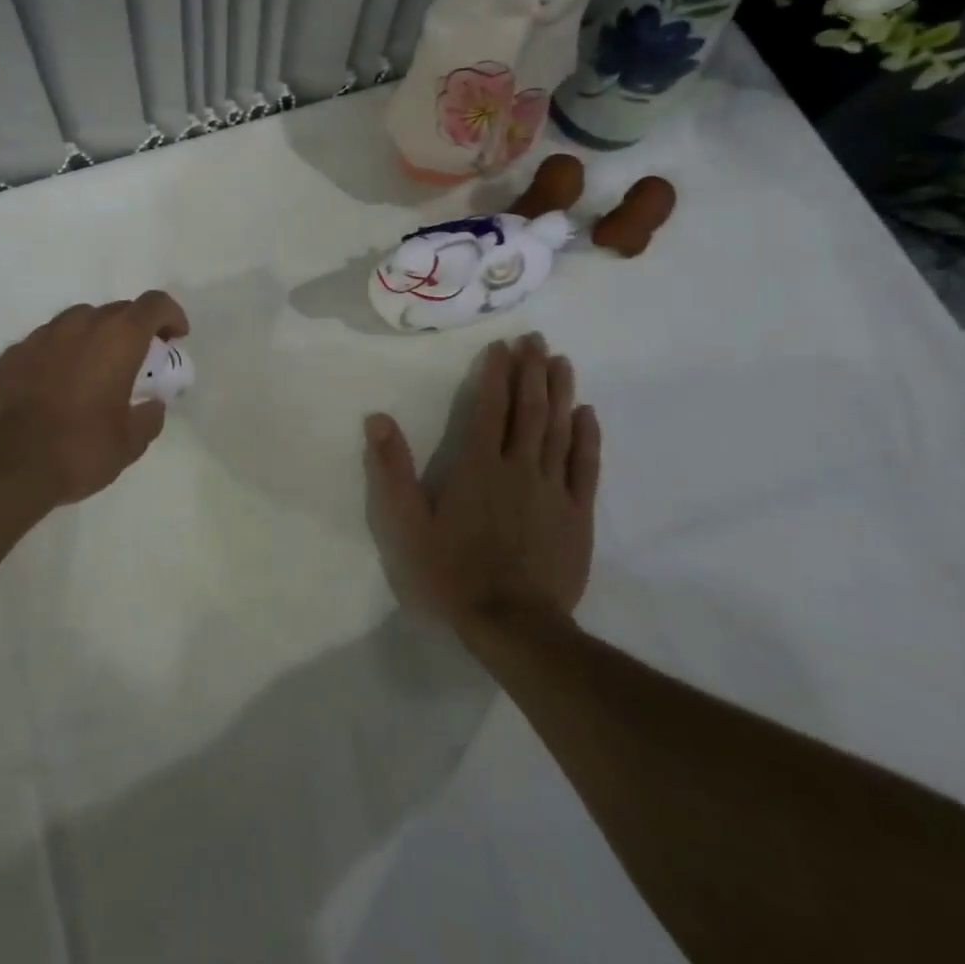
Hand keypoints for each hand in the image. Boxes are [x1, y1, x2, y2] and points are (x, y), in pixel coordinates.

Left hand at [0, 291, 189, 521]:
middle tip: (139, 359)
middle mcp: (81, 325)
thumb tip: (153, 406)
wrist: (5, 464)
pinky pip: (47, 342)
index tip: (176, 337)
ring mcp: (42, 336)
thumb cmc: (79, 449)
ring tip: (96, 369)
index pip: (154, 304)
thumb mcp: (129, 444)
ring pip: (78, 320)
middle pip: (117, 310)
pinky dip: (61, 353)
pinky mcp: (13, 353)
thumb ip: (149, 418)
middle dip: (134, 328)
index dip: (170, 314)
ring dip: (95, 336)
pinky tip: (57, 383)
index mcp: (118, 338)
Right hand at [363, 334, 599, 629]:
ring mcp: (553, 490)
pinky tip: (587, 414)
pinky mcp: (578, 514)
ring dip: (560, 392)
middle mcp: (519, 467)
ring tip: (562, 361)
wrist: (515, 625)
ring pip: (559, 429)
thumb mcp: (407, 525)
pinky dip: (586, 437)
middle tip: (537, 339)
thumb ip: (391, 471)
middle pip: (529, 409)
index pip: (489, 407)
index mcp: (478, 466)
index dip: (496, 373)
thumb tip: (377, 418)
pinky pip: (585, 467)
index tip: (503, 345)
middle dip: (532, 370)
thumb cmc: (454, 573)